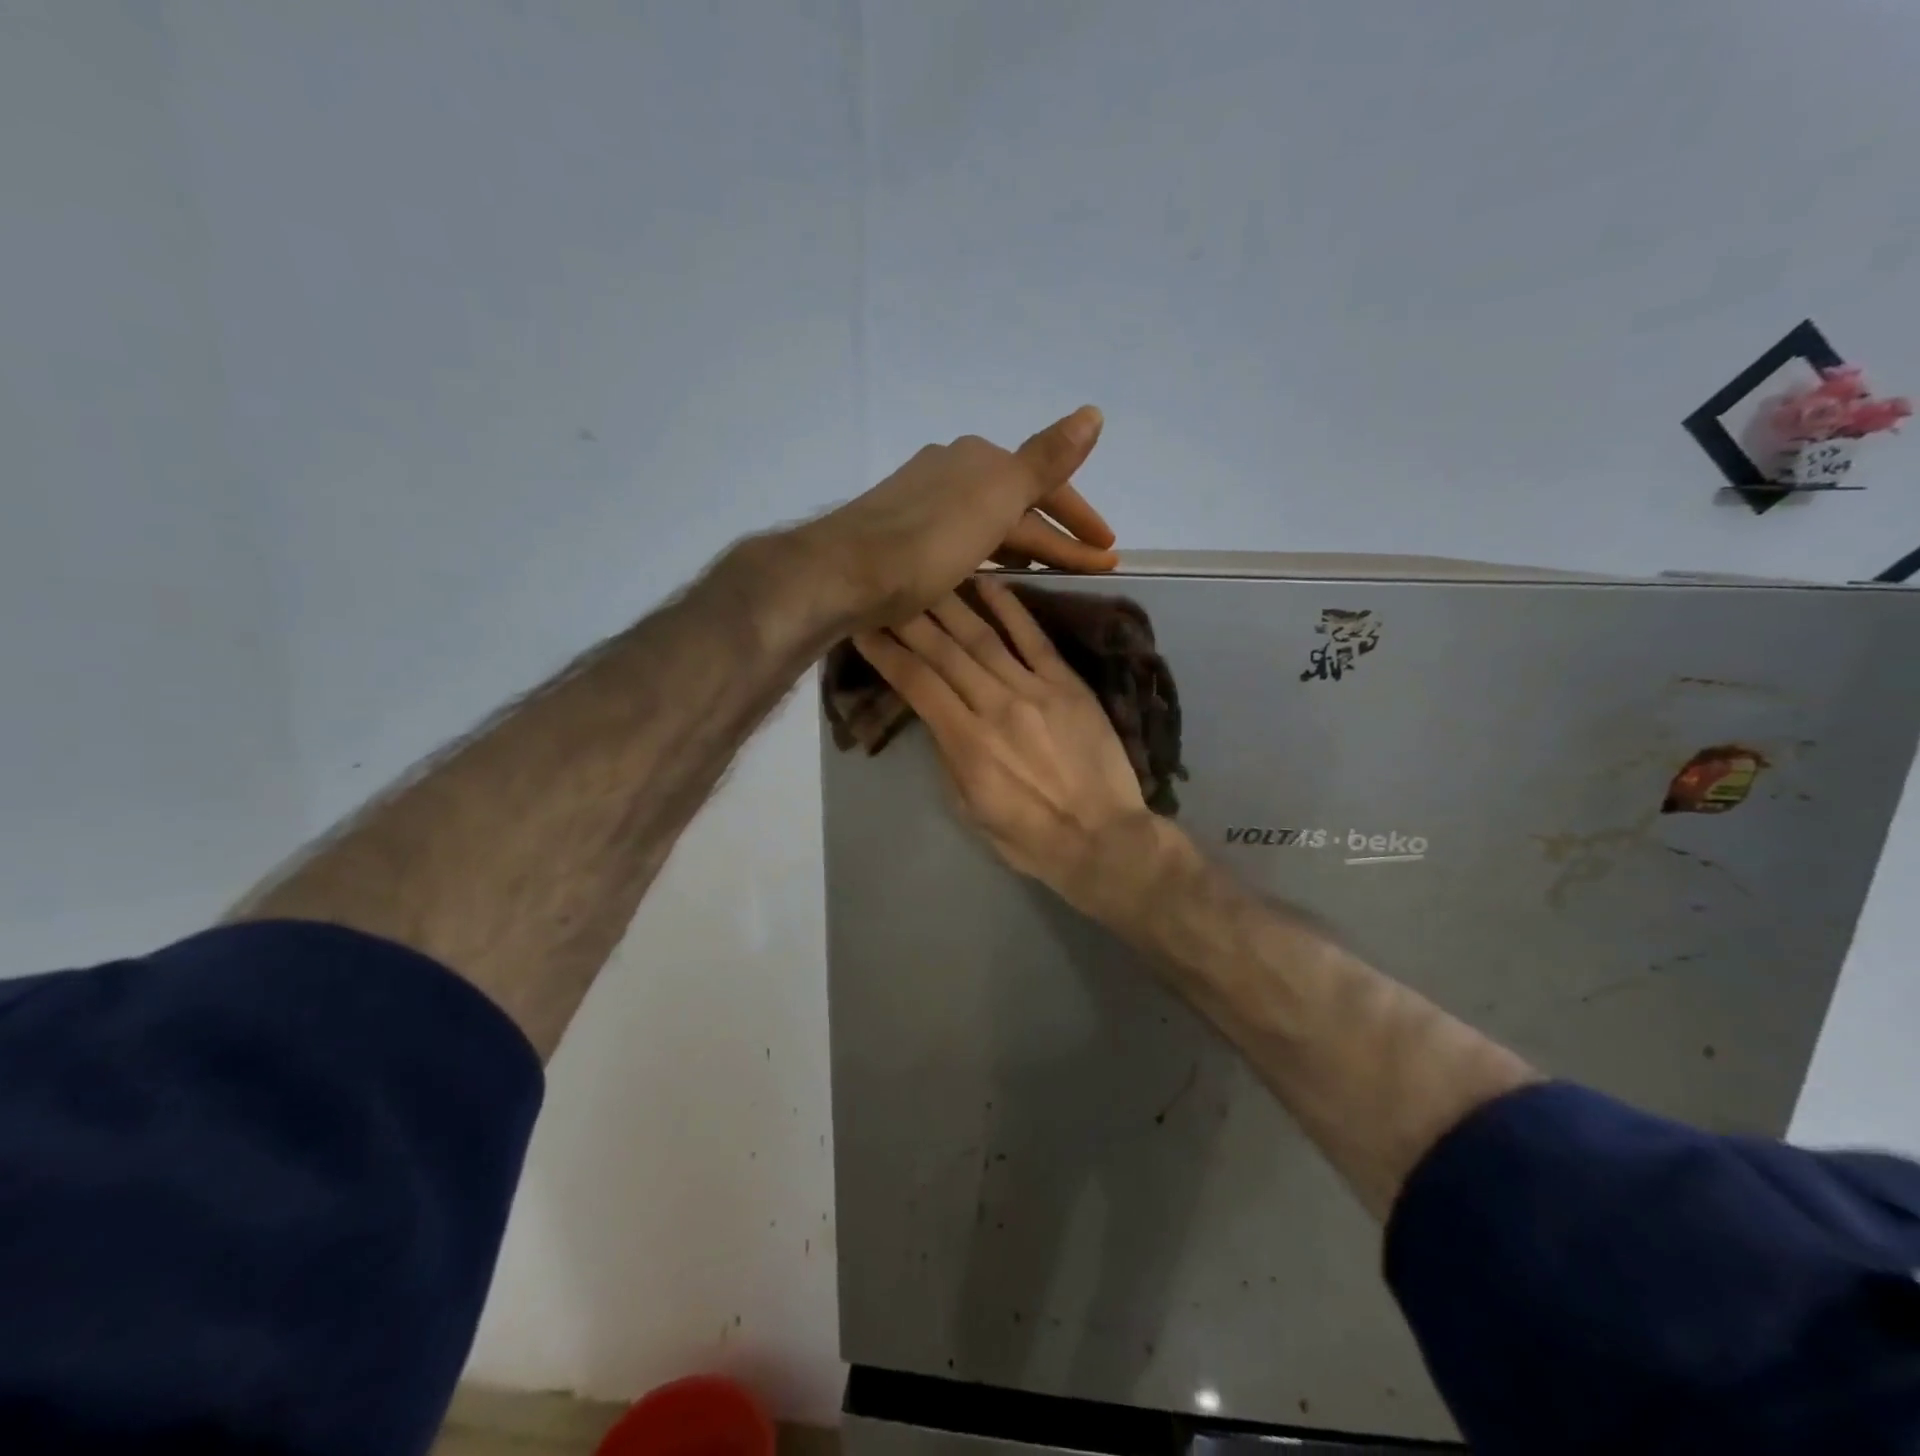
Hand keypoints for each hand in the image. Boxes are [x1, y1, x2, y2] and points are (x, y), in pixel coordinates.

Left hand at [804, 406, 1117, 628]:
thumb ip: (1045, 459)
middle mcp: (950, 468)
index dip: (1080, 519)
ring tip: (1046, 570)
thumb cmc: (928, 542)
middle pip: (1018, 503)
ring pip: (988, 521)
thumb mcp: (997, 500)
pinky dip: (986, 553)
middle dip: (1057, 535)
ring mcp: (921, 499)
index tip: (1109, 553)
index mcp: (980, 460)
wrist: (842, 572)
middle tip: (1092, 565)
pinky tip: (984, 570)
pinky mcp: (899, 530)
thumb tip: (1093, 411)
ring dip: (1023, 543)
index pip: (1047, 486)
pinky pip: (960, 538)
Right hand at [851, 577, 1172, 918]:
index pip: (915, 683)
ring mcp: (1034, 690)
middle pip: (943, 652)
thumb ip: (949, 757)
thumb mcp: (970, 808)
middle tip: (884, 590)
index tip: (863, 629)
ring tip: (926, 577)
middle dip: (908, 618)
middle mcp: (994, 706)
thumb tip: (936, 716)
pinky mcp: (1067, 684)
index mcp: (965, 742)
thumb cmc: (1030, 837)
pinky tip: (987, 583)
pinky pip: (1034, 638)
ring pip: (982, 637)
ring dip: (949, 604)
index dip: (885, 653)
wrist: (1103, 840)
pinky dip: (1010, 608)